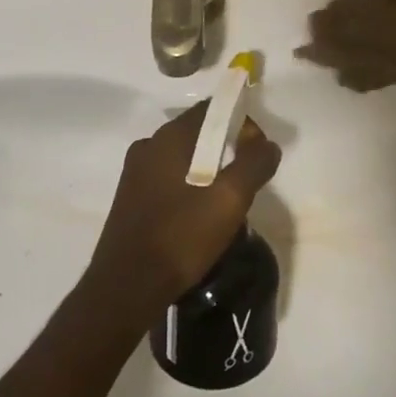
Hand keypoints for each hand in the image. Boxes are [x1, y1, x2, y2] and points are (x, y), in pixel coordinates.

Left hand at [86, 101, 281, 320]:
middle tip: (248, 178)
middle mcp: (148, 146)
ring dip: (209, 170)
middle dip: (227, 147)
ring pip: (183, 158)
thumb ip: (254, 165)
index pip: (211, 109)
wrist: (127, 287)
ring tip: (227, 201)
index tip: (258, 150)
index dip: (241, 122)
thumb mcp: (229, 200)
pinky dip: (190, 186)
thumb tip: (268, 144)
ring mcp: (135, 173)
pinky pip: (169, 179)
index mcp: (169, 137)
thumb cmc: (180, 236)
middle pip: (197, 132)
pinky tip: (200, 216)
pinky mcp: (131, 198)